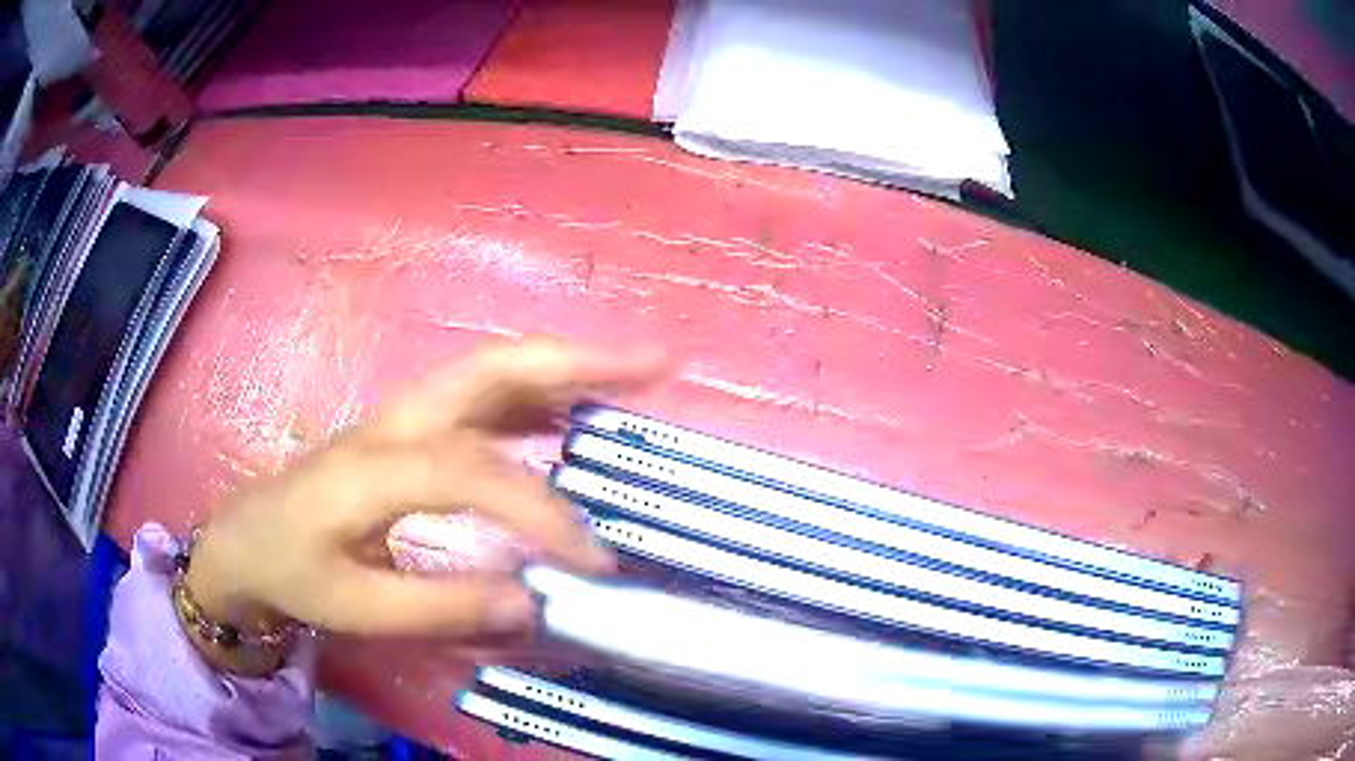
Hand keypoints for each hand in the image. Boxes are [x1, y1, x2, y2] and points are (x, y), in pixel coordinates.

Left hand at [184, 338, 664, 665]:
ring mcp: (400, 416)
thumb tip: (530, 603)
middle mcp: (395, 422)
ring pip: (490, 369)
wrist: (244, 538)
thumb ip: (440, 609)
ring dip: (564, 365)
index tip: (594, 561)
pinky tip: (568, 416)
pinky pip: (480, 396)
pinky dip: (535, 394)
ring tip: (635, 375)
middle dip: (578, 360)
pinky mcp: (405, 427)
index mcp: (375, 468)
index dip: (543, 511)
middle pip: (492, 367)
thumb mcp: (354, 608)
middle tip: (657, 363)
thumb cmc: (292, 571)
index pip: (475, 471)